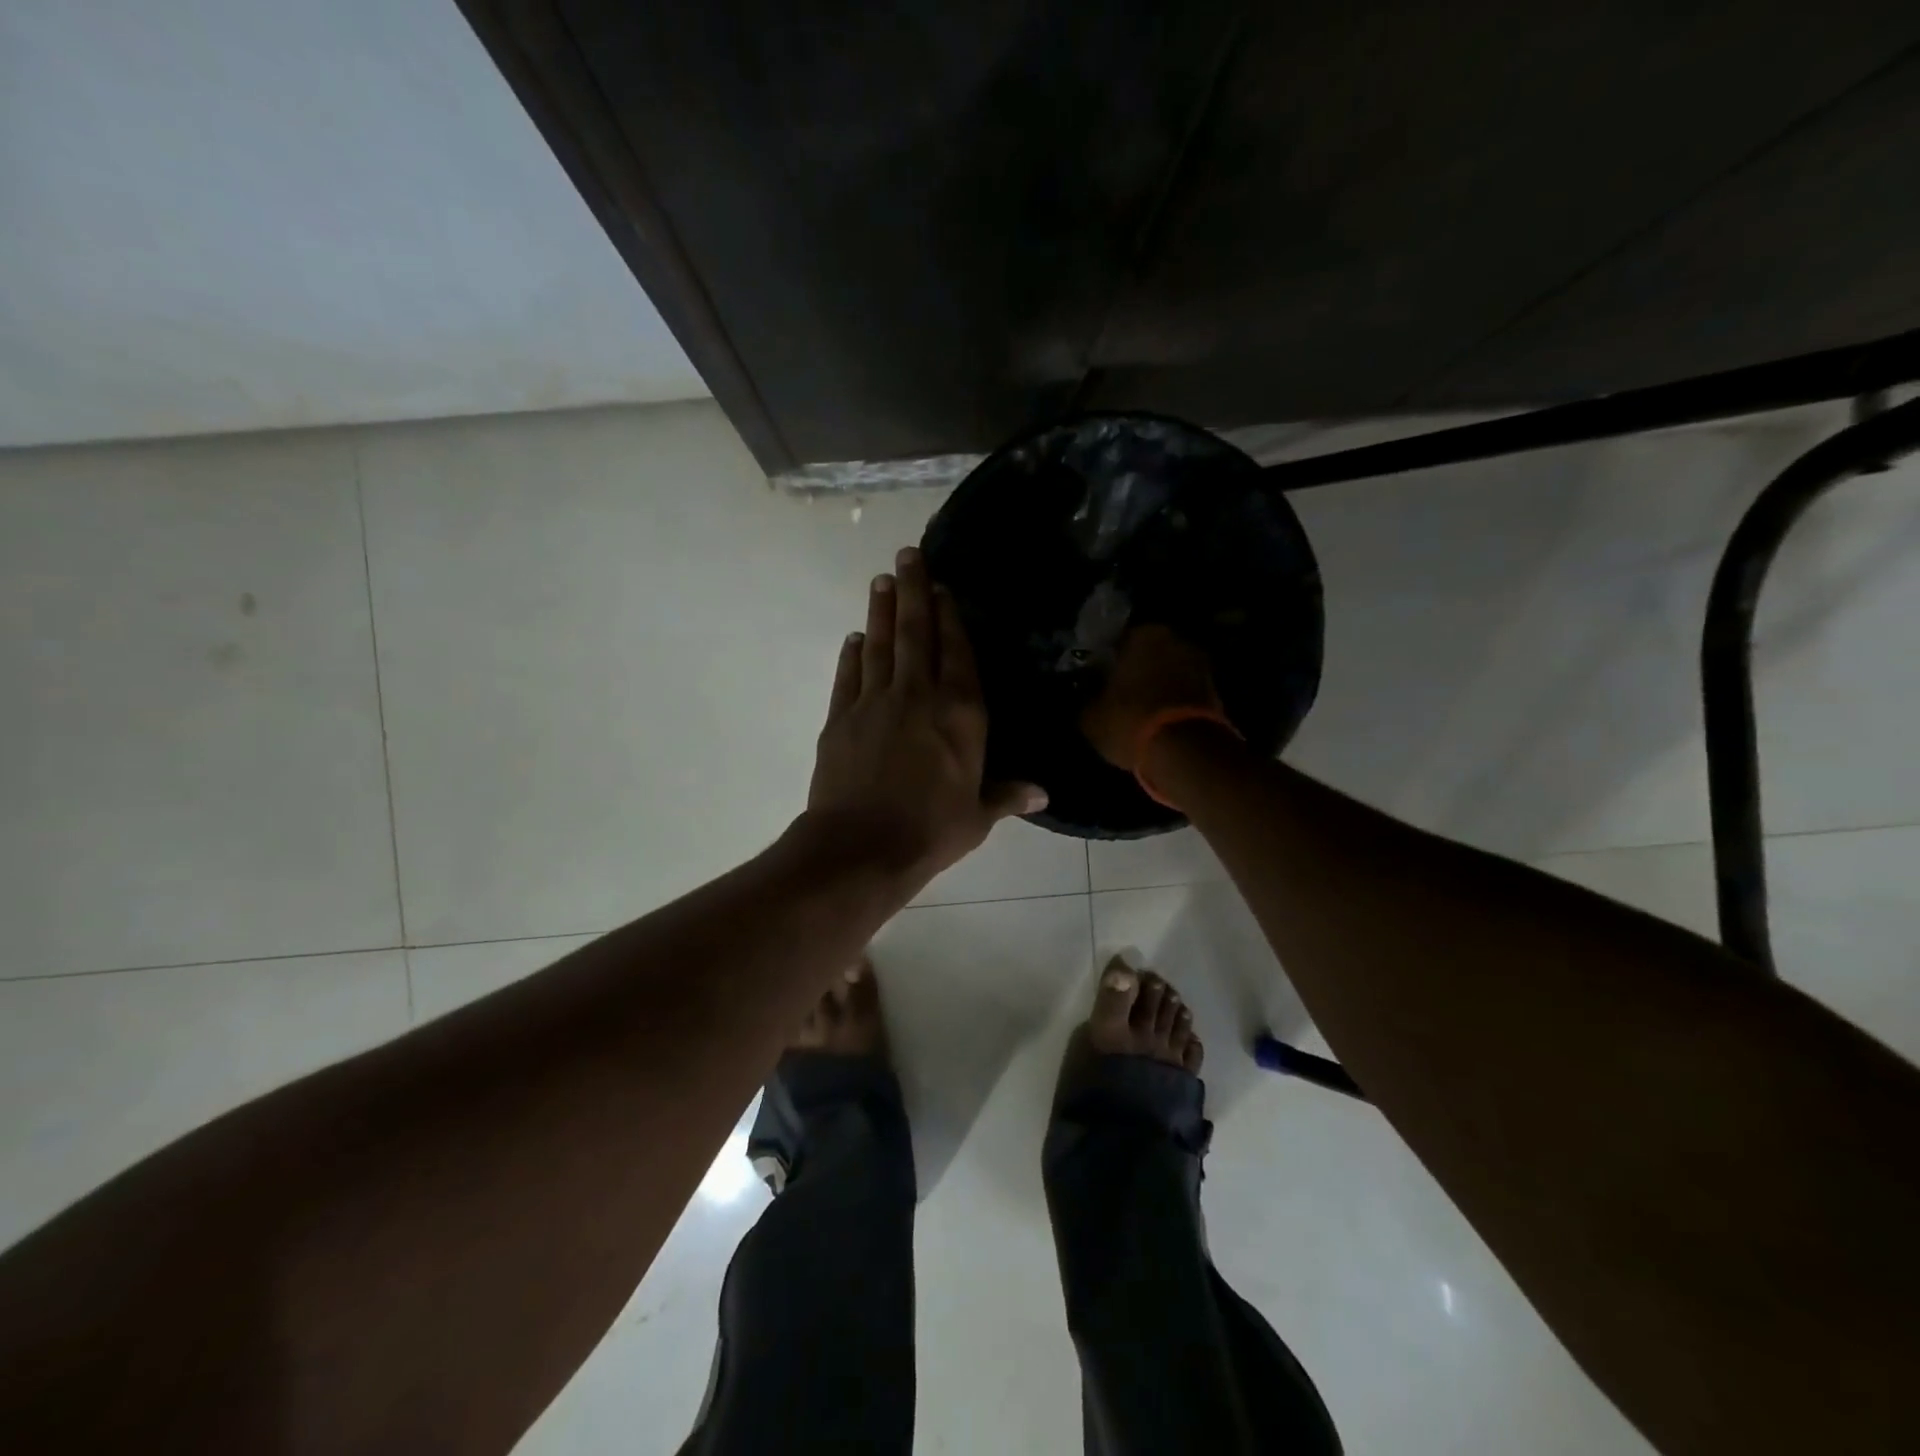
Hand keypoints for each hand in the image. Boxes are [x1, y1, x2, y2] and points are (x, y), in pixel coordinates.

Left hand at [806, 546, 1045, 890]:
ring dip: (882, 612)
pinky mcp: (840, 718)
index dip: (951, 617)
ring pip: (880, 646)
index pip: (957, 653)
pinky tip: (853, 638)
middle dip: (913, 591)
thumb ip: (1007, 796)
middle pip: (916, 634)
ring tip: (881, 580)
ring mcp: (875, 703)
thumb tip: (1043, 792)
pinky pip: (848, 677)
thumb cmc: (931, 831)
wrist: (861, 847)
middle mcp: (918, 696)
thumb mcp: (977, 817)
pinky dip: (851, 655)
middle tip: (907, 555)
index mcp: (960, 714)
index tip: (944, 586)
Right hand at [1080, 624, 1223, 769]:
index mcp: (1144, 634)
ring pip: (1169, 672)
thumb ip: (1089, 699)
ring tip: (1139, 710)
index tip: (1098, 677)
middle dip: (1136, 669)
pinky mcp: (1216, 692)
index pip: (1118, 640)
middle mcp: (1176, 640)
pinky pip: (1185, 692)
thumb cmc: (1129, 721)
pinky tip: (1158, 720)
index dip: (1107, 659)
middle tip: (1119, 692)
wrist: (1185, 752)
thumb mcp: (1091, 716)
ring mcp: (1201, 665)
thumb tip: (1089, 697)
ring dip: (1157, 685)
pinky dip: (1173, 702)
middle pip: (1149, 653)